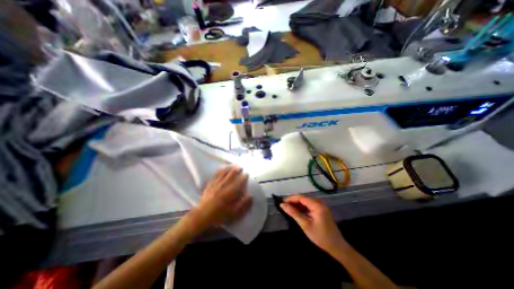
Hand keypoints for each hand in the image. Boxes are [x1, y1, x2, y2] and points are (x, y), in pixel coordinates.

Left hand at [198, 167, 252, 225]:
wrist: (202, 215)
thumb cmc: (219, 215)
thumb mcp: (234, 213)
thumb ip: (243, 204)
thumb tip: (250, 195)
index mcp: (231, 192)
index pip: (239, 181)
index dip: (244, 177)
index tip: (247, 174)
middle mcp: (224, 185)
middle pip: (231, 174)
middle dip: (237, 170)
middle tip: (240, 167)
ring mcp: (216, 184)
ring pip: (223, 173)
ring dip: (229, 168)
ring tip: (232, 166)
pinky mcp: (210, 185)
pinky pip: (215, 175)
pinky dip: (220, 171)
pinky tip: (221, 170)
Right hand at [279, 196, 346, 252]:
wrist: (337, 247)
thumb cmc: (320, 237)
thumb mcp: (305, 225)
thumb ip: (294, 213)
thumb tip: (282, 205)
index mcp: (317, 205)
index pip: (301, 197)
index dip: (291, 198)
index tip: (282, 202)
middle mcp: (320, 203)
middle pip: (304, 198)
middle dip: (294, 201)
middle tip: (285, 206)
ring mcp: (321, 207)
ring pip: (306, 202)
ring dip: (298, 204)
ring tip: (289, 209)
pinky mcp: (322, 211)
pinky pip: (310, 206)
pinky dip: (303, 208)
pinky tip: (298, 212)